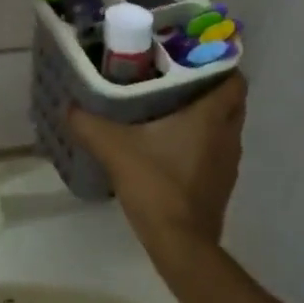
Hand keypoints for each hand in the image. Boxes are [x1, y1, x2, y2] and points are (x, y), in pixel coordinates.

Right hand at [69, 77, 247, 252]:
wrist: (180, 243)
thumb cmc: (155, 184)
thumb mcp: (113, 148)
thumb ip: (88, 123)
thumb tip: (69, 106)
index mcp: (210, 117)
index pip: (234, 80)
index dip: (221, 65)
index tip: (193, 59)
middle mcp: (227, 135)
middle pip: (232, 101)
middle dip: (211, 89)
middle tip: (178, 81)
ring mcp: (228, 163)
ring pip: (225, 128)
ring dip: (207, 118)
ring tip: (172, 110)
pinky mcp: (221, 185)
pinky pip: (217, 151)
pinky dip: (202, 143)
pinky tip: (172, 147)